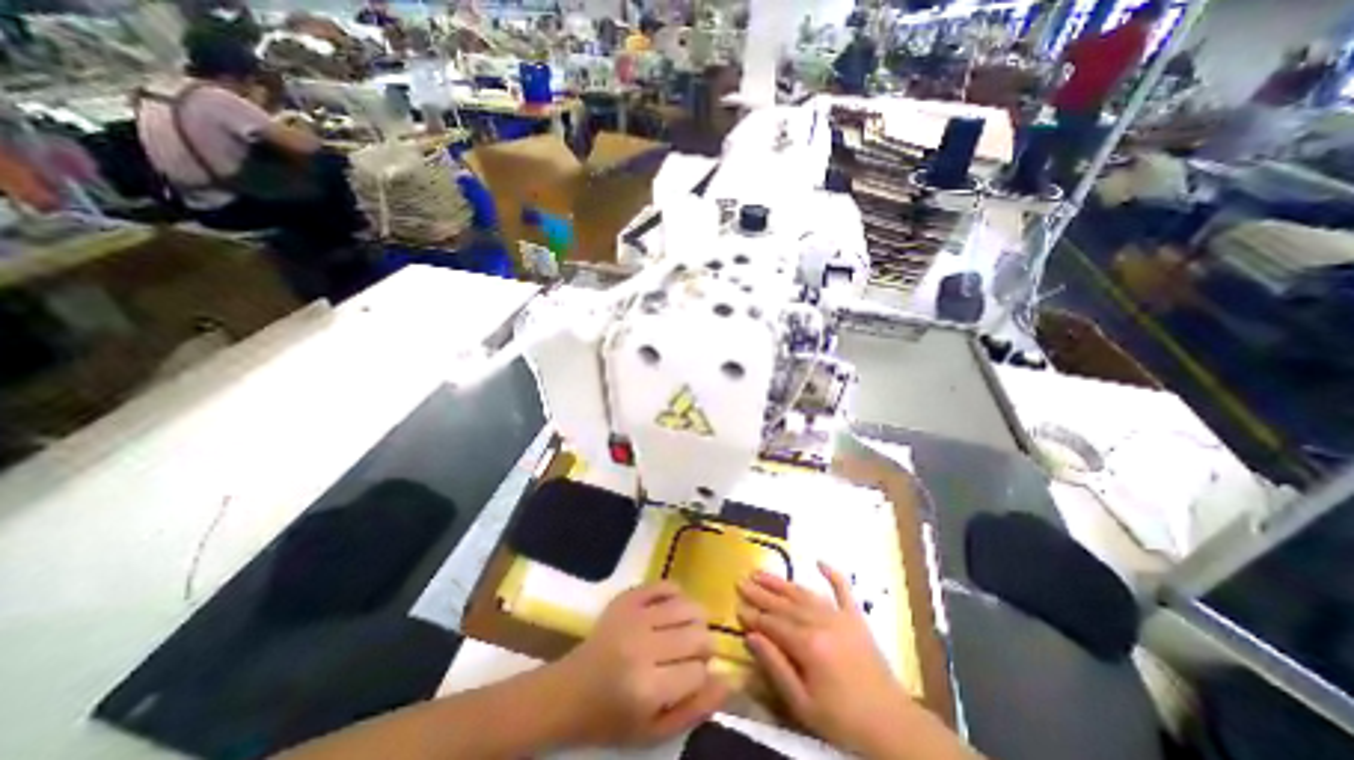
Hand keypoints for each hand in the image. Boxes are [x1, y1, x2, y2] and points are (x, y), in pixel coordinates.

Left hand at [547, 585, 730, 745]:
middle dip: (704, 645)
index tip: (692, 677)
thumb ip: (695, 710)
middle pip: (698, 634)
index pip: (699, 671)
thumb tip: (728, 680)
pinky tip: (673, 610)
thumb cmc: (613, 717)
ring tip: (687, 631)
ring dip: (696, 619)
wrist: (570, 689)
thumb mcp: (654, 732)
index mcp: (647, 688)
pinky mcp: (628, 597)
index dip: (703, 674)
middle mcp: (643, 647)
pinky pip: (666, 584)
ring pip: (687, 606)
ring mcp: (634, 616)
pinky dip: (677, 595)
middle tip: (694, 653)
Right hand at [738, 560, 920, 755]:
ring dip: (781, 582)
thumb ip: (775, 667)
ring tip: (761, 572)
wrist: (892, 726)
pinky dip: (833, 574)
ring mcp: (840, 616)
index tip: (736, 604)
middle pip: (784, 604)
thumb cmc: (842, 721)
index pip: (772, 623)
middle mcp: (821, 622)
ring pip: (803, 593)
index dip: (753, 614)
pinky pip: (843, 590)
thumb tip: (751, 637)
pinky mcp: (856, 618)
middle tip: (741, 581)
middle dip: (761, 593)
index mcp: (808, 645)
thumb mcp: (802, 705)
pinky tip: (820, 561)